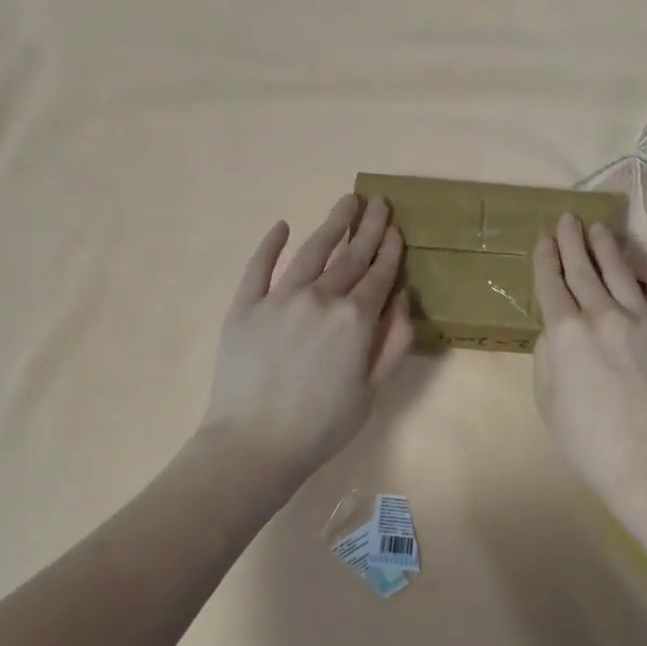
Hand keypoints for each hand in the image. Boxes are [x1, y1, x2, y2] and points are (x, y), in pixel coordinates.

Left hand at [200, 194, 413, 477]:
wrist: (255, 444)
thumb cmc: (322, 425)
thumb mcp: (372, 391)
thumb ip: (393, 342)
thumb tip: (402, 299)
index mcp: (355, 320)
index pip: (378, 275)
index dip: (390, 249)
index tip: (396, 227)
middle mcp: (320, 298)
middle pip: (350, 255)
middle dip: (368, 227)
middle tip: (379, 201)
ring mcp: (279, 298)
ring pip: (312, 251)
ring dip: (332, 224)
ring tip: (347, 201)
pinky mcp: (244, 306)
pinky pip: (259, 266)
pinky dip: (272, 244)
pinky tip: (283, 226)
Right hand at [533, 215, 646, 512]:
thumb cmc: (586, 438)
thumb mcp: (546, 398)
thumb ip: (547, 354)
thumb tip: (557, 329)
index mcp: (565, 332)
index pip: (551, 283)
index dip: (545, 257)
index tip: (544, 237)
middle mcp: (602, 314)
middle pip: (583, 269)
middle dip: (573, 241)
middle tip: (568, 217)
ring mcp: (642, 319)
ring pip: (621, 272)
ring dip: (608, 246)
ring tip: (601, 227)